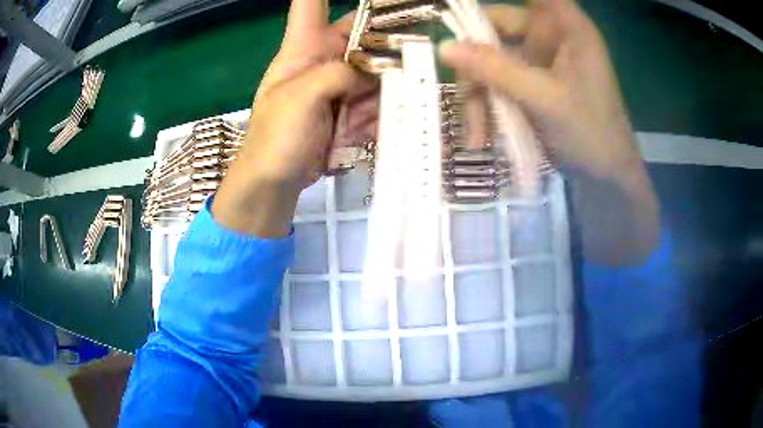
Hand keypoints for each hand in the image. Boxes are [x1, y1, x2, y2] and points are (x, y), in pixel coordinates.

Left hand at [213, 1, 373, 237]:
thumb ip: (335, 74)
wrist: (273, 182)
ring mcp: (339, 82)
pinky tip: (360, 133)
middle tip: (406, 65)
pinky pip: (376, 99)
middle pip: (364, 34)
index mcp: (302, 45)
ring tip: (358, 121)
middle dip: (385, 49)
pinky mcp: (349, 106)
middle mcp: (323, 56)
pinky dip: (376, 115)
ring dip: (380, 94)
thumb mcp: (298, 99)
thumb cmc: (274, 138)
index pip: (309, 3)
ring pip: (377, 70)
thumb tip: (370, 70)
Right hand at [440, 0, 659, 263]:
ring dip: (479, 95)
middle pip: (497, 27)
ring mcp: (539, 60)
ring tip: (477, 134)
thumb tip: (444, 47)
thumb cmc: (591, 133)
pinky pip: (497, 82)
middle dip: (476, 63)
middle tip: (465, 95)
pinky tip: (482, 135)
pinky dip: (487, 106)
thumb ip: (496, 69)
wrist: (605, 178)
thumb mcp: (544, 98)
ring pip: (491, 59)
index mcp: (566, 27)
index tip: (463, 9)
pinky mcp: (531, 82)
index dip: (499, 3)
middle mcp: (550, 36)